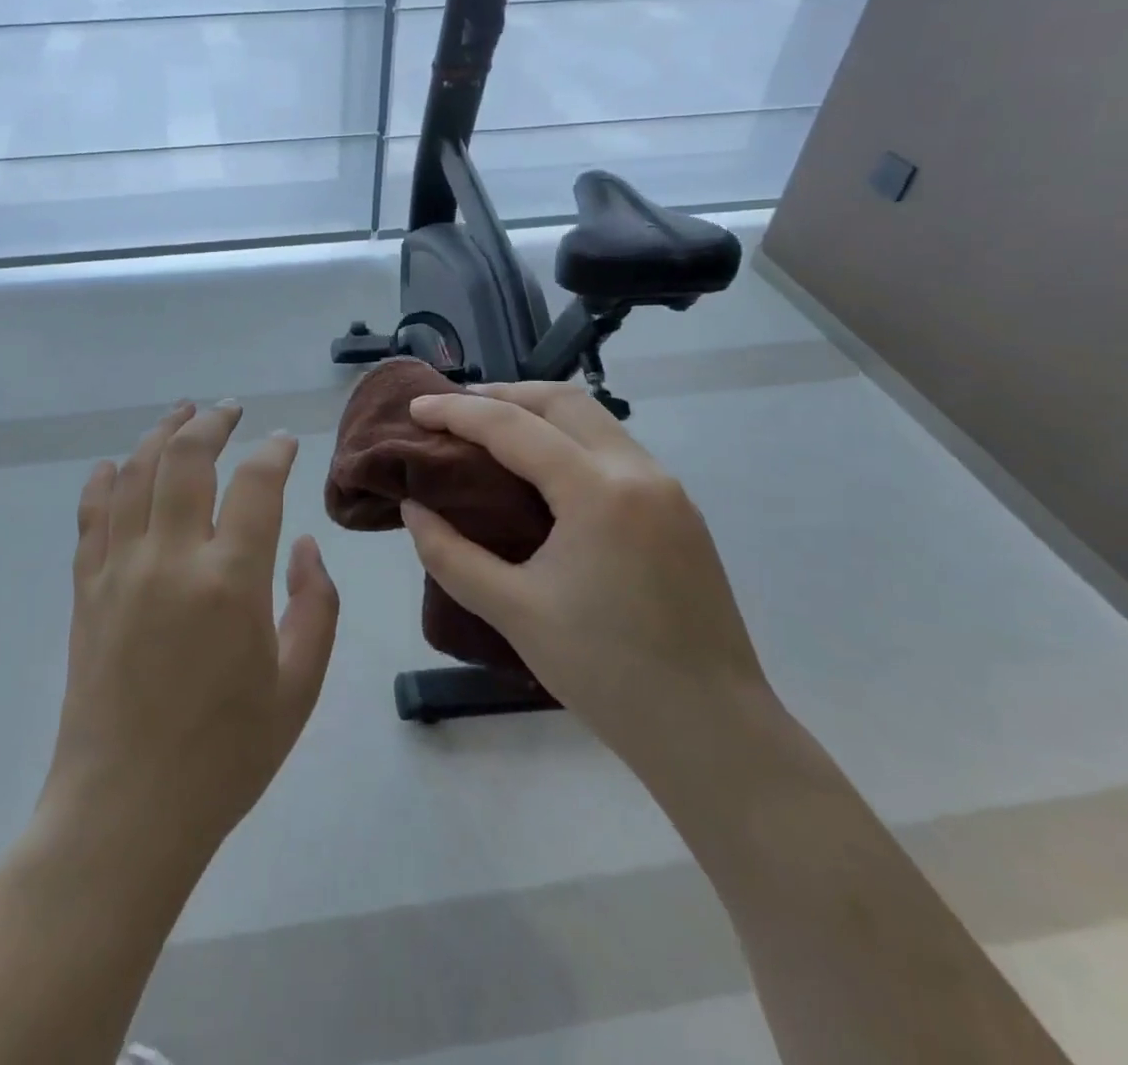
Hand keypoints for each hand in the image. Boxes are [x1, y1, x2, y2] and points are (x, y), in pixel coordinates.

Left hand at [42, 401, 340, 866]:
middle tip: (230, 410)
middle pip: (187, 458)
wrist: (126, 810)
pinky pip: (92, 515)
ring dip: (160, 434)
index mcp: (231, 581)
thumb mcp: (298, 687)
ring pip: (136, 473)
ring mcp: (120, 569)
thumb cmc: (225, 755)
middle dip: (212, 422)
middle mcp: (171, 558)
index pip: (257, 483)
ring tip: (181, 414)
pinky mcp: (86, 589)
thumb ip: (315, 605)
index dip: (275, 450)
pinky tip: (118, 465)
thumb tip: (301, 545)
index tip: (285, 440)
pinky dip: (106, 480)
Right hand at [401, 383, 767, 760]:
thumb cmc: (606, 673)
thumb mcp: (512, 611)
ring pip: (595, 420)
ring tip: (491, 433)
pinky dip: (569, 441)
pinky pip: (614, 450)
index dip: (457, 412)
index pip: (514, 426)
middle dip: (502, 394)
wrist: (713, 733)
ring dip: (539, 414)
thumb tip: (414, 508)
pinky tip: (542, 473)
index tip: (415, 408)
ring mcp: (668, 489)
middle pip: (562, 401)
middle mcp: (638, 472)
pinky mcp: (679, 513)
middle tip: (453, 412)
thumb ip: (450, 553)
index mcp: (597, 491)